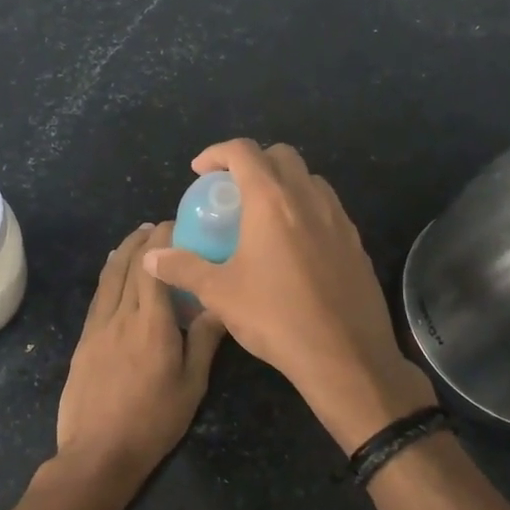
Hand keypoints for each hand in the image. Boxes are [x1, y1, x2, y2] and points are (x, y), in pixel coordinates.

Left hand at [57, 222, 227, 475]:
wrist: (97, 453)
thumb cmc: (153, 422)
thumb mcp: (191, 386)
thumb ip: (204, 341)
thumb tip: (220, 305)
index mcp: (152, 323)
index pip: (154, 267)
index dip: (163, 240)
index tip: (176, 224)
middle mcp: (121, 315)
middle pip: (128, 264)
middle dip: (142, 239)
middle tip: (158, 226)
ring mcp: (97, 326)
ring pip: (108, 277)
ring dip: (122, 251)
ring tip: (136, 238)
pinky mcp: (83, 339)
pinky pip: (97, 296)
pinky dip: (108, 275)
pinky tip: (114, 273)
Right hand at [143, 140, 435, 452]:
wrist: (345, 356)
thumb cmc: (276, 318)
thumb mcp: (219, 294)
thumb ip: (183, 268)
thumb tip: (152, 257)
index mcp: (272, 201)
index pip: (243, 152)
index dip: (217, 153)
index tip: (200, 171)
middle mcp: (308, 199)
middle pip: (281, 156)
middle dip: (253, 162)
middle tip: (231, 190)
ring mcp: (339, 220)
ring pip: (310, 180)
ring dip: (284, 184)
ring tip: (263, 215)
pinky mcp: (357, 243)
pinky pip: (328, 210)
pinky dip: (306, 210)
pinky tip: (294, 246)